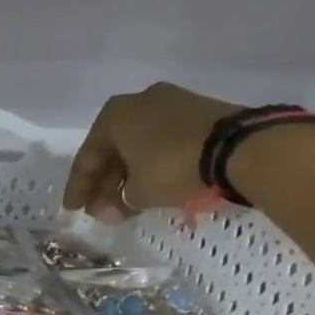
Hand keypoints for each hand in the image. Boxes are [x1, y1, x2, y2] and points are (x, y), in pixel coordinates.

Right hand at [61, 82, 241, 220]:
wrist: (241, 148)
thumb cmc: (172, 166)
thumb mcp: (137, 192)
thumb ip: (117, 202)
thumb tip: (109, 212)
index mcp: (114, 114)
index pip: (87, 157)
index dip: (78, 188)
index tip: (73, 210)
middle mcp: (139, 102)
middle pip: (113, 149)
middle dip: (104, 183)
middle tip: (99, 210)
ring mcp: (172, 104)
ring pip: (138, 146)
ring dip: (128, 175)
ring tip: (125, 203)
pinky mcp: (200, 112)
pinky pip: (163, 142)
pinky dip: (152, 164)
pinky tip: (150, 186)